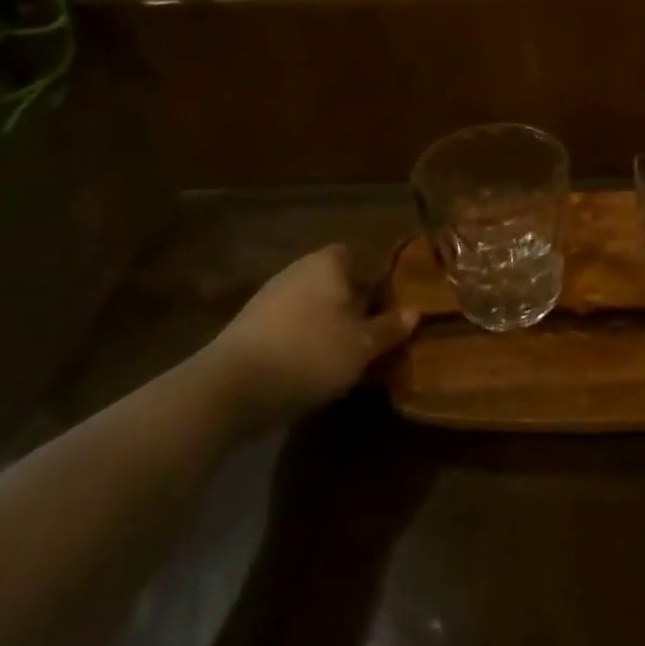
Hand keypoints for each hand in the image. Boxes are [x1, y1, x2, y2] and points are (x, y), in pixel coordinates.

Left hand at [197, 244, 416, 434]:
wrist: (229, 388)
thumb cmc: (309, 354)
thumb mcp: (362, 346)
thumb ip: (390, 327)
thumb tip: (415, 311)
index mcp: (329, 263)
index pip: (361, 257)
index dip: (378, 282)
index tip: (391, 309)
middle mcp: (298, 269)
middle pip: (337, 282)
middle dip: (354, 305)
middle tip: (372, 336)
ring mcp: (270, 295)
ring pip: (313, 305)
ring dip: (328, 325)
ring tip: (345, 357)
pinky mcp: (249, 324)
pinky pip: (290, 324)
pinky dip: (303, 340)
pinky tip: (310, 368)